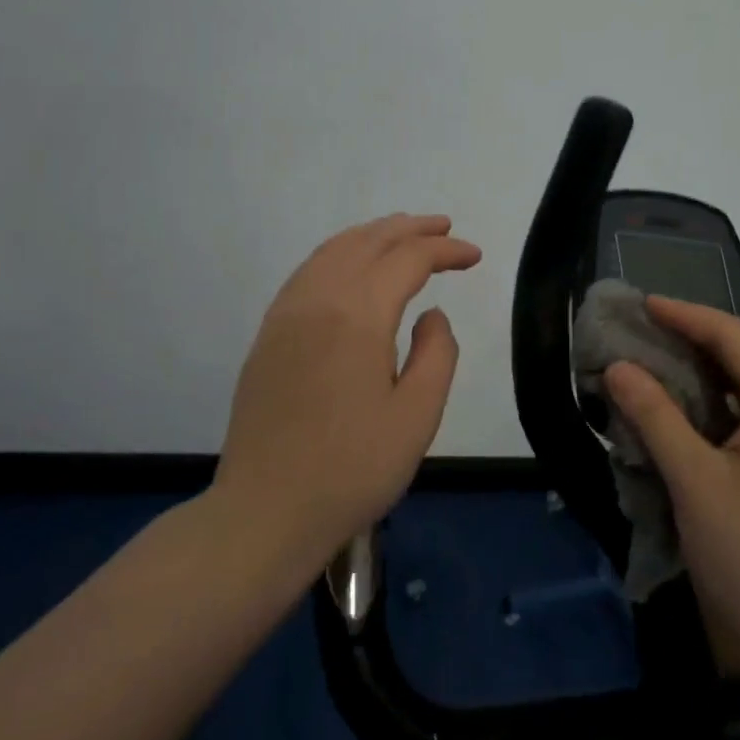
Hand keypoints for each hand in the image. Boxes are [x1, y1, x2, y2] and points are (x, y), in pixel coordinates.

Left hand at [214, 214, 481, 570]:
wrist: (266, 511)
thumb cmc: (352, 469)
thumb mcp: (418, 417)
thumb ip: (437, 353)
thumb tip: (431, 314)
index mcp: (357, 315)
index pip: (408, 259)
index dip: (445, 250)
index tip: (474, 256)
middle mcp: (318, 299)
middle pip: (368, 241)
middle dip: (411, 229)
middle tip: (445, 228)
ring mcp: (286, 314)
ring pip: (333, 250)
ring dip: (373, 234)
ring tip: (404, 234)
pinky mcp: (269, 334)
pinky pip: (308, 271)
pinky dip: (340, 253)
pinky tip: (353, 267)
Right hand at [605, 297, 739, 678]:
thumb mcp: (693, 480)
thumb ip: (655, 415)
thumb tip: (618, 367)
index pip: (736, 337)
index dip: (687, 315)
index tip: (644, 305)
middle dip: (695, 340)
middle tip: (645, 332)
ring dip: (708, 374)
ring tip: (660, 364)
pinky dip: (724, 407)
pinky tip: (692, 414)